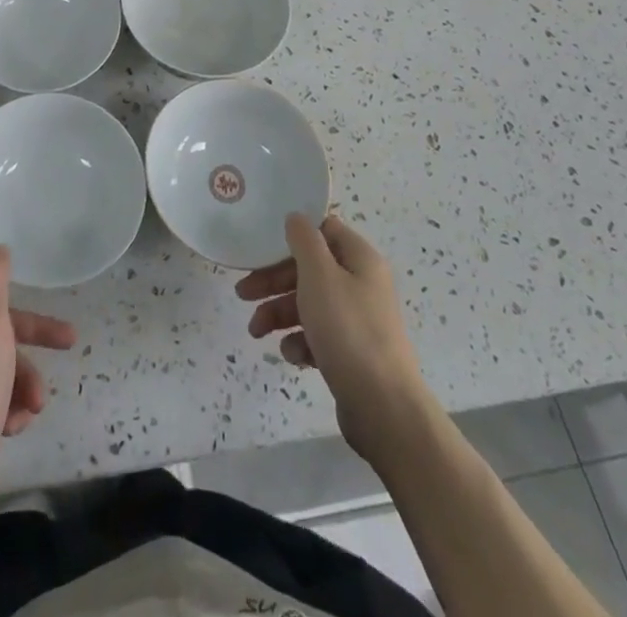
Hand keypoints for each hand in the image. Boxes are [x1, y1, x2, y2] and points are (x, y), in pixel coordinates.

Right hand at [237, 213, 428, 459]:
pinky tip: (293, 355)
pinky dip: (300, 342)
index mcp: (360, 259)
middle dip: (273, 281)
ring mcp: (357, 321)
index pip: (323, 231)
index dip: (292, 237)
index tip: (262, 247)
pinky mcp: (351, 354)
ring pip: (309, 304)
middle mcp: (361, 285)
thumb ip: (304, 240)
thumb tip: (296, 217)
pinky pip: (318, 336)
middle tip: (242, 293)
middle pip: (310, 270)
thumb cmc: (348, 330)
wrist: (384, 408)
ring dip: (279, 313)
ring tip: (256, 332)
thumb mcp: (319, 275)